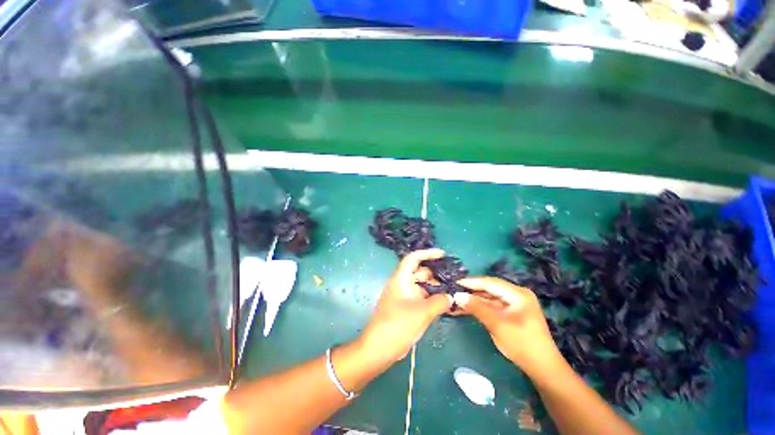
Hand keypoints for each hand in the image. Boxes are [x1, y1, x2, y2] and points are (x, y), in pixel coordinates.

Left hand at [358, 249, 453, 366]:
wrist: (379, 349)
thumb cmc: (398, 325)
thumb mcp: (422, 312)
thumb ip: (440, 302)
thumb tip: (452, 297)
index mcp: (401, 279)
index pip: (413, 258)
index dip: (427, 253)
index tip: (442, 254)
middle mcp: (402, 284)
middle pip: (420, 272)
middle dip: (436, 273)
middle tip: (454, 278)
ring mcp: (404, 296)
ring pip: (422, 286)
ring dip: (435, 287)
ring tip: (453, 290)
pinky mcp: (406, 307)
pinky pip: (421, 297)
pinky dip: (432, 298)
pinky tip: (445, 303)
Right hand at [453, 277, 564, 376]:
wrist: (542, 368)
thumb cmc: (522, 344)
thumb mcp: (497, 325)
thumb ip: (477, 308)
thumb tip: (457, 295)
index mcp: (518, 294)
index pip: (490, 282)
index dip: (472, 282)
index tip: (455, 283)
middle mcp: (517, 295)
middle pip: (490, 289)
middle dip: (471, 291)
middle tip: (454, 291)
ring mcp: (514, 304)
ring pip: (489, 297)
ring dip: (474, 300)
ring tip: (457, 300)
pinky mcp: (511, 313)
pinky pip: (492, 306)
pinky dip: (480, 307)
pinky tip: (467, 308)